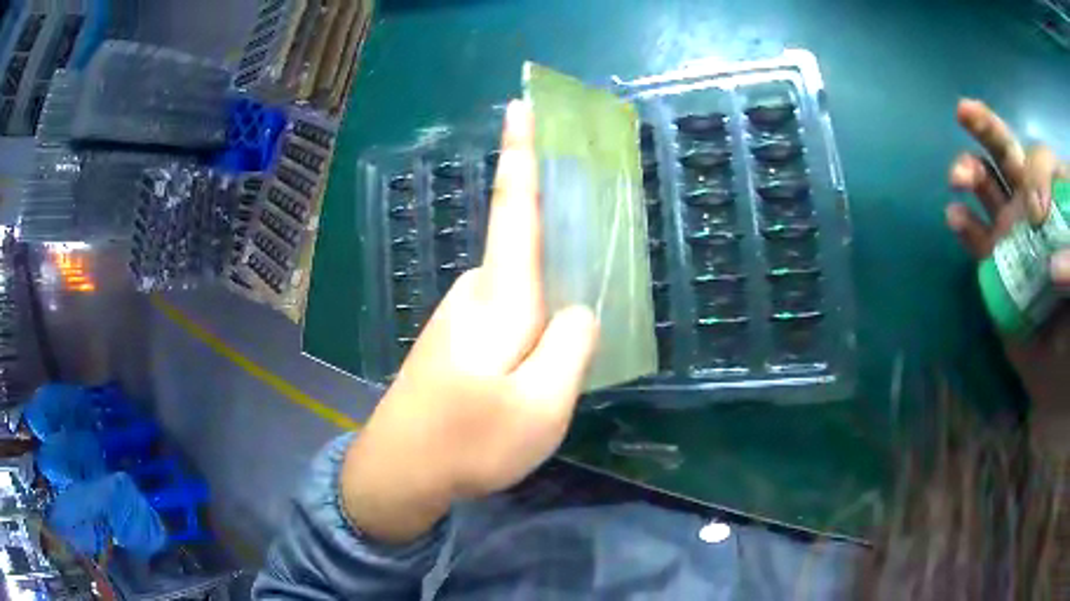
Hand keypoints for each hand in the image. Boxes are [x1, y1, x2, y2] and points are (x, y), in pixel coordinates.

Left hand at [340, 101, 599, 542]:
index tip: (520, 106)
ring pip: (522, 290)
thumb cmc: (469, 442)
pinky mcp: (457, 341)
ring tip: (566, 352)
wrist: (400, 472)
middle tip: (592, 278)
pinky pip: (509, 315)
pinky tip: (536, 364)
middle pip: (528, 250)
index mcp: (498, 298)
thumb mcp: (541, 406)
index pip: (514, 208)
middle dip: (561, 248)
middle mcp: (475, 294)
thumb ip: (570, 348)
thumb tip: (578, 311)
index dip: (521, 154)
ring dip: (549, 302)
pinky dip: (531, 325)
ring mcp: (460, 318)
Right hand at [945, 99, 1069, 453]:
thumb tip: (1053, 267)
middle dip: (985, 129)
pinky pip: (978, 238)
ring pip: (988, 186)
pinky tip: (955, 217)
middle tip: (964, 114)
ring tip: (957, 179)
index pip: (1041, 162)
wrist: (1063, 357)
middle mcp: (1033, 204)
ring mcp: (1013, 230)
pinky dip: (965, 226)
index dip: (1037, 176)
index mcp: (1055, 197)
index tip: (1040, 214)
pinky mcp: (997, 262)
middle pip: (1008, 154)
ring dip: (969, 172)